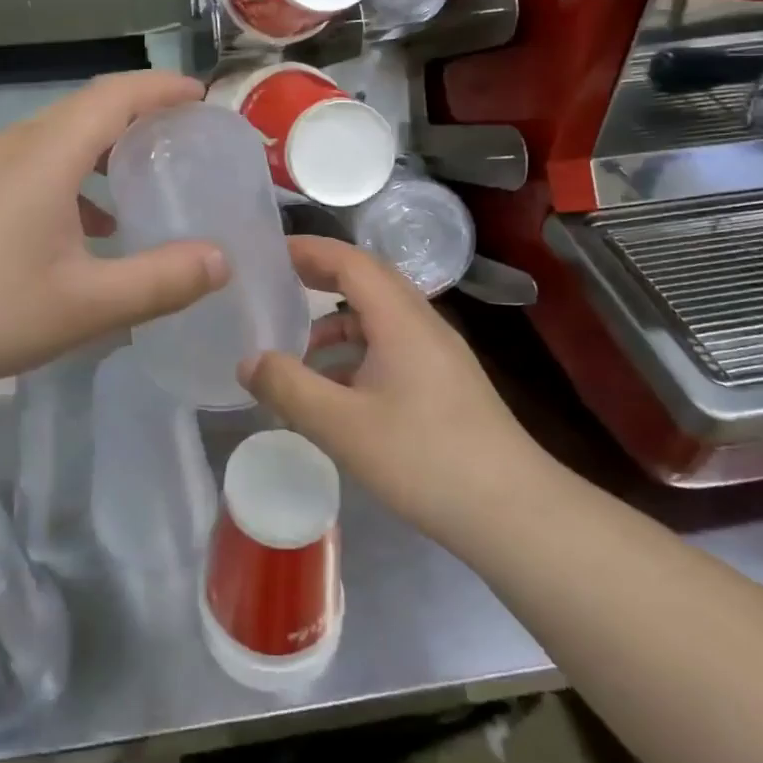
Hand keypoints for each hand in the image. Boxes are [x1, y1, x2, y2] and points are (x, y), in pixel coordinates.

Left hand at [0, 72, 227, 399]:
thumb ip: (162, 280)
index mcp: (47, 154)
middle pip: (86, 109)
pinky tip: (83, 228)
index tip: (200, 96)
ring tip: (137, 182)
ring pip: (56, 138)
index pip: (115, 95)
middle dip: (137, 115)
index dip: (161, 88)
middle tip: (180, 138)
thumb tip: (222, 261)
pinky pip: (32, 164)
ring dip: (102, 149)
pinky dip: (71, 177)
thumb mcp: (88, 304)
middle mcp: (14, 146)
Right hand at [238, 236, 553, 551]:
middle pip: (367, 280)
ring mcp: (439, 353)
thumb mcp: (342, 426)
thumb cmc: (424, 459)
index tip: (270, 251)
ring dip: (338, 322)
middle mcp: (423, 323)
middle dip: (321, 277)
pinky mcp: (446, 382)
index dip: (309, 250)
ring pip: (380, 317)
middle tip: (277, 286)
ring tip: (298, 350)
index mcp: (401, 319)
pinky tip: (338, 390)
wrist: (514, 512)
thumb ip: (288, 388)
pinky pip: (392, 345)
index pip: (350, 261)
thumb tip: (248, 361)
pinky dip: (358, 351)